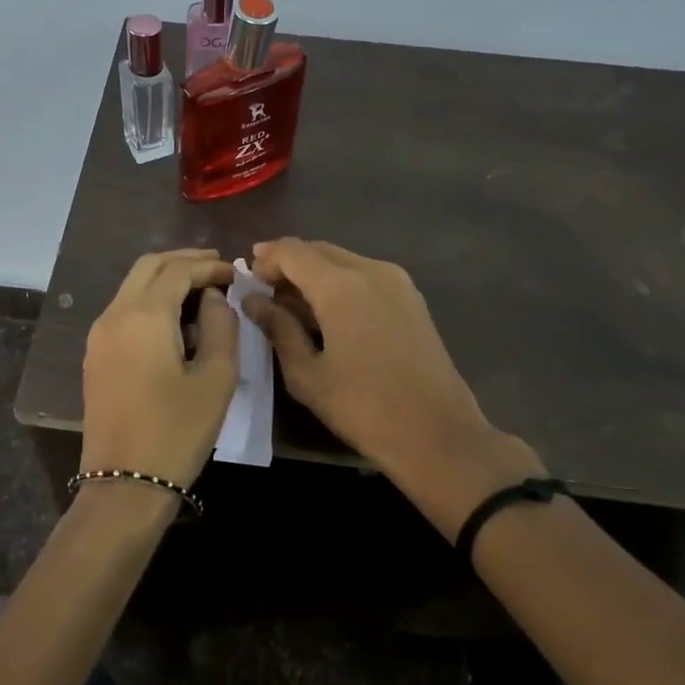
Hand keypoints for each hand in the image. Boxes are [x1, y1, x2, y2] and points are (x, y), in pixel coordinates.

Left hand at [80, 249, 238, 489]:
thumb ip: (221, 326)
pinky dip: (151, 301)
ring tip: (202, 291)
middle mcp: (114, 315)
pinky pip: (124, 310)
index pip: (178, 270)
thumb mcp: (215, 378)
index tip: (235, 272)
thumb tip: (214, 297)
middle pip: (149, 267)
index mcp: (143, 315)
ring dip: (166, 279)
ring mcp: (99, 335)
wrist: (125, 483)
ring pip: (133, 286)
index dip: (209, 265)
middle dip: (184, 261)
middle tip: (217, 268)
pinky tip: (176, 320)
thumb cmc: (177, 431)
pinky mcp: (96, 355)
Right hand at [246, 238, 544, 528]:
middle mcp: (370, 270)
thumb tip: (252, 300)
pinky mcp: (411, 297)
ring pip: (343, 259)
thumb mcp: (307, 374)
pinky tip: (327, 310)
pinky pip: (365, 274)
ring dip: (314, 271)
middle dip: (288, 263)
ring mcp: (397, 281)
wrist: (438, 434)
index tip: (246, 279)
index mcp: (341, 286)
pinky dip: (339, 281)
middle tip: (264, 288)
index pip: (292, 251)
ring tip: (292, 302)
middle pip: (318, 250)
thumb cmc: (363, 408)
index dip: (265, 259)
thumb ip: (278, 328)